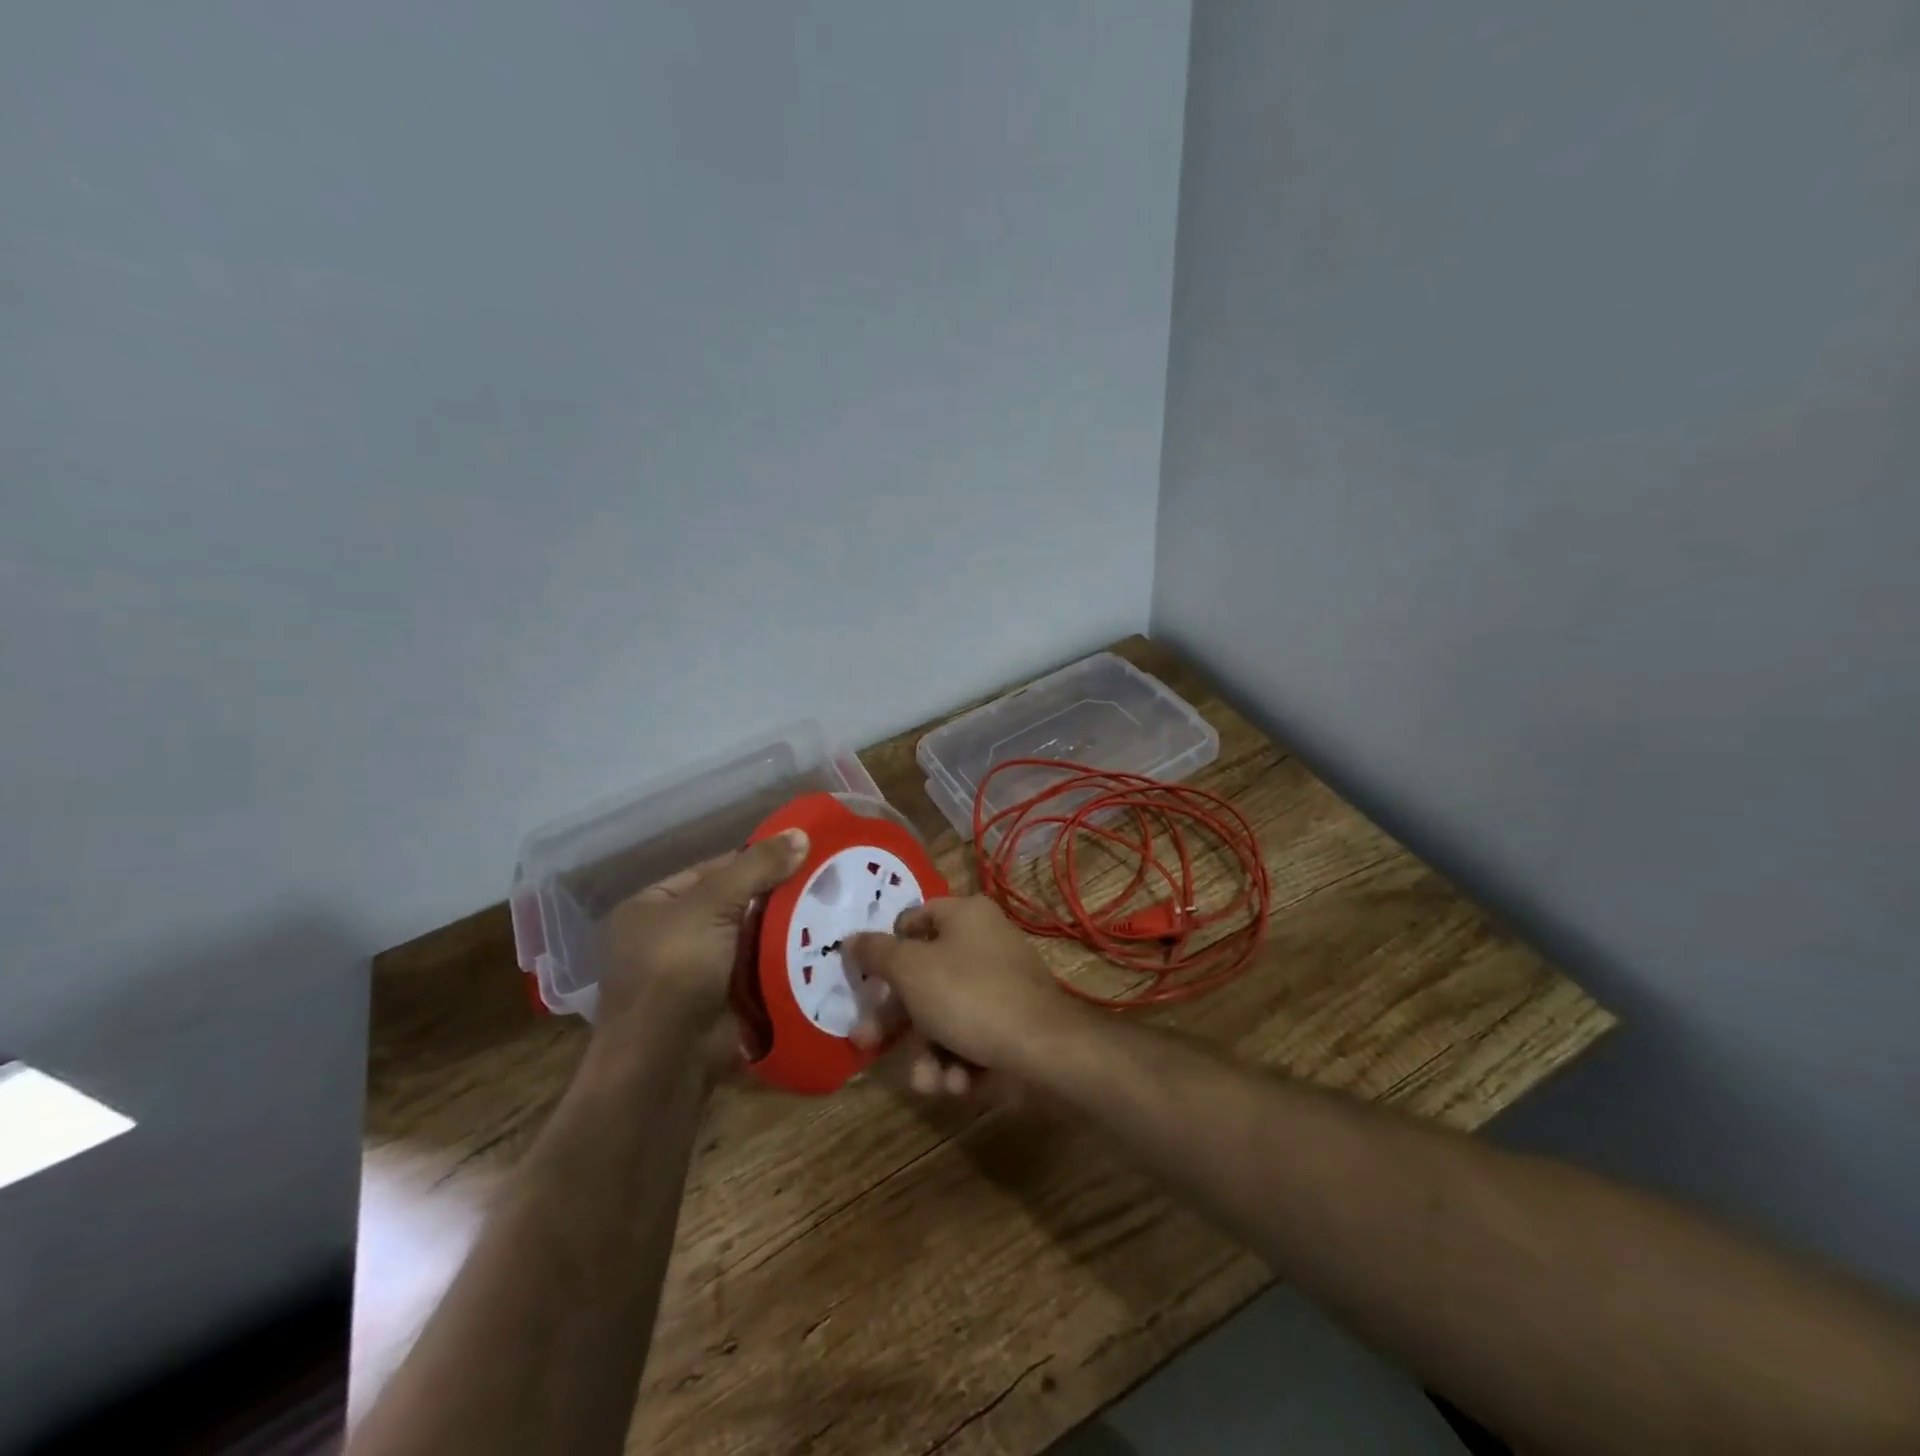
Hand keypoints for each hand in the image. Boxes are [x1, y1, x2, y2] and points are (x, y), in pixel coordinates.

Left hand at [599, 829, 809, 1067]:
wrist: (665, 1062)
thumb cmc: (675, 971)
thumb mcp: (711, 906)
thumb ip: (756, 868)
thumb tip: (801, 834)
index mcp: (653, 907)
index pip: (713, 869)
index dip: (756, 859)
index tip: (803, 852)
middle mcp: (671, 936)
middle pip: (735, 903)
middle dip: (777, 895)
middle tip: (827, 880)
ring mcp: (698, 971)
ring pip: (752, 937)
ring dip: (786, 927)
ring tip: (835, 908)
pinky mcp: (723, 1000)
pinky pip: (760, 969)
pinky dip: (785, 959)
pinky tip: (822, 945)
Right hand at [845, 896, 1085, 1096]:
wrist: (1044, 1049)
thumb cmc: (969, 996)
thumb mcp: (911, 970)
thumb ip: (877, 953)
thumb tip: (851, 938)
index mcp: (965, 916)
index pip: (914, 920)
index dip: (887, 947)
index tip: (865, 979)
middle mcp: (984, 943)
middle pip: (924, 976)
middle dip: (896, 1019)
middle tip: (866, 1042)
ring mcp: (1001, 984)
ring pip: (945, 1015)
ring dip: (928, 1052)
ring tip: (928, 1081)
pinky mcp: (1012, 1023)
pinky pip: (972, 1036)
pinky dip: (958, 1060)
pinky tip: (957, 1083)